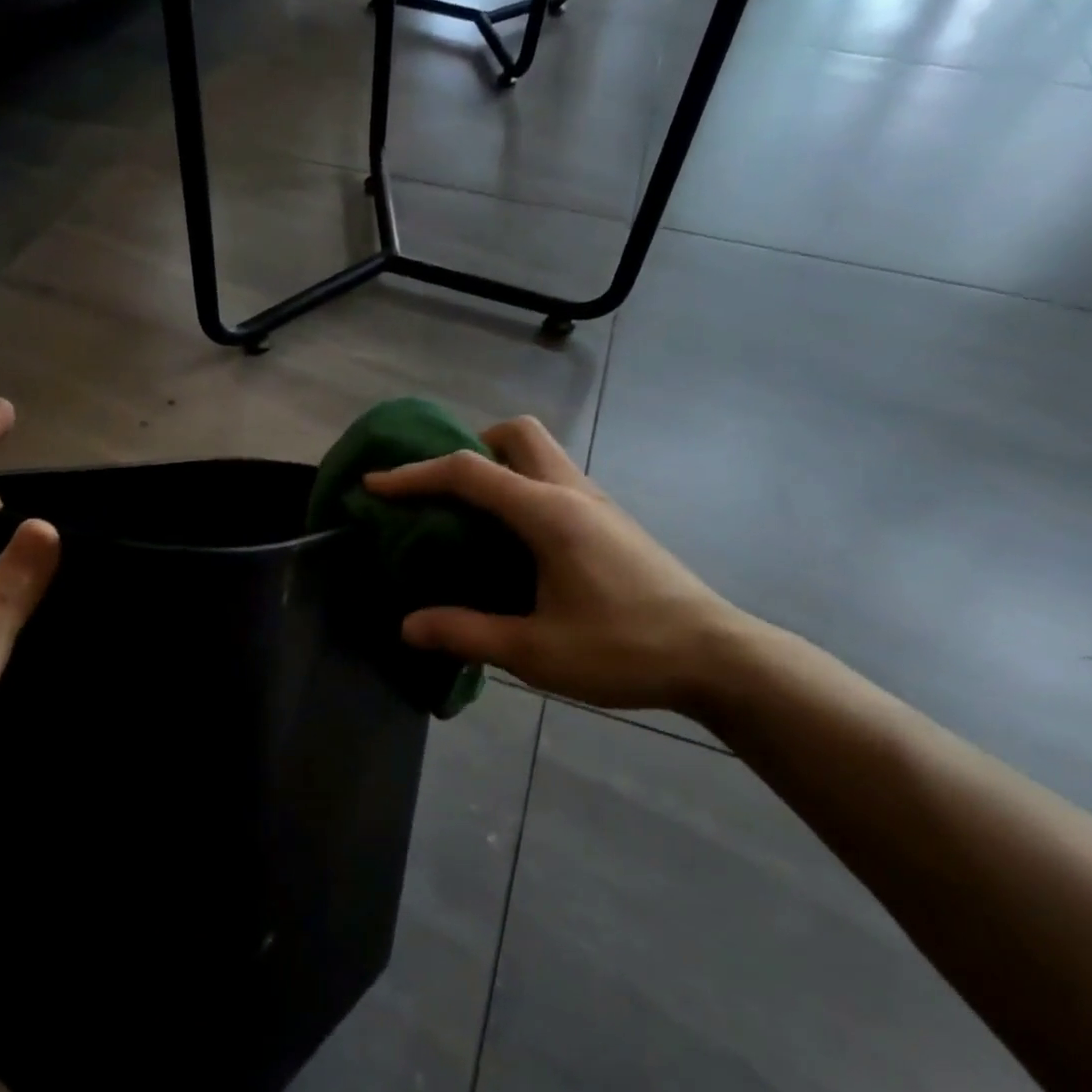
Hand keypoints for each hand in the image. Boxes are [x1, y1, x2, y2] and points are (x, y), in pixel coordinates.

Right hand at [365, 416, 743, 712]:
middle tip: (444, 492)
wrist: (716, 657)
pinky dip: (522, 488)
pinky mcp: (612, 521)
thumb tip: (409, 626)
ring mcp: (598, 503)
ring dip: (499, 466)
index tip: (375, 483)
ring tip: (470, 516)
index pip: (469, 472)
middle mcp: (573, 492)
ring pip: (541, 453)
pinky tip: (515, 541)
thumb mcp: (535, 652)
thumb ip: (466, 633)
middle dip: (470, 446)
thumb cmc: (624, 650)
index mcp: (549, 514)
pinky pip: (555, 480)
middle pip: (516, 434)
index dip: (415, 474)